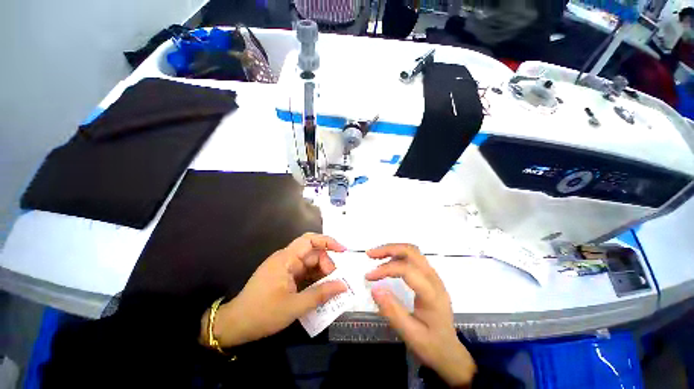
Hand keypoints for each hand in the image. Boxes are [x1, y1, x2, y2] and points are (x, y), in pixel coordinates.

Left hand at [203, 233, 347, 347]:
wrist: (235, 326)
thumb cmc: (262, 314)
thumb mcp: (294, 306)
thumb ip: (320, 295)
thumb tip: (344, 286)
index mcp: (286, 259)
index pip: (310, 240)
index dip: (328, 242)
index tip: (343, 251)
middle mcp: (286, 259)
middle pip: (312, 253)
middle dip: (326, 264)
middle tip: (336, 281)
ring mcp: (285, 268)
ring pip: (310, 264)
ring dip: (321, 274)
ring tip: (330, 288)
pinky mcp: (285, 277)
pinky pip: (304, 273)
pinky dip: (314, 280)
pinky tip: (320, 290)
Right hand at [367, 244, 475, 386]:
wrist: (450, 351)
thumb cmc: (431, 345)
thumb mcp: (410, 335)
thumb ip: (392, 311)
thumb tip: (374, 288)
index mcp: (432, 294)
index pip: (407, 270)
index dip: (386, 269)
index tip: (368, 277)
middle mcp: (434, 279)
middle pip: (411, 251)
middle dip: (389, 249)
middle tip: (370, 254)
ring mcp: (433, 276)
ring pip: (412, 251)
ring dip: (393, 249)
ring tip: (376, 256)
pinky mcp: (430, 276)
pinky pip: (413, 258)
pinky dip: (398, 255)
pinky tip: (387, 263)